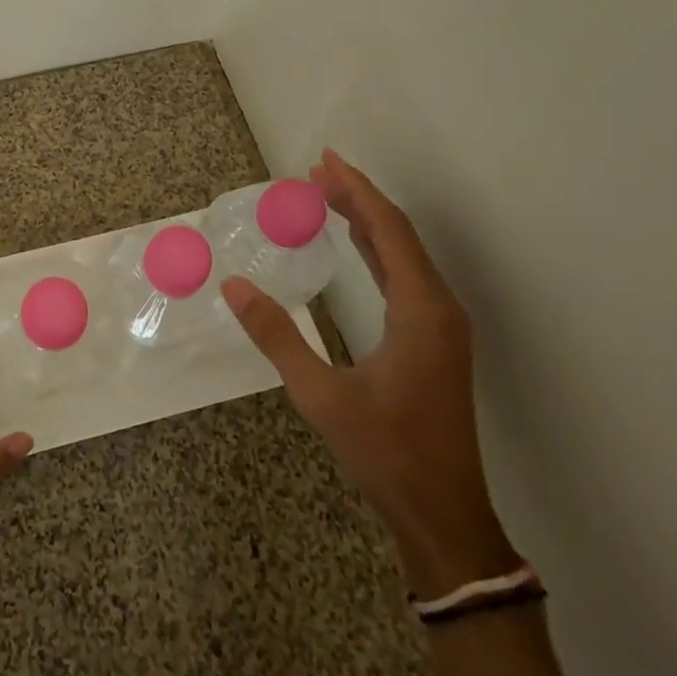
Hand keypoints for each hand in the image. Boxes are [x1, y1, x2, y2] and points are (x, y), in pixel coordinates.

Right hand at [222, 149, 516, 596]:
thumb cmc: (385, 452)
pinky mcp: (435, 341)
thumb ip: (277, 336)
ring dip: (368, 221)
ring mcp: (441, 326)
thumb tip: (233, 286)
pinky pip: (406, 276)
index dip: (356, 191)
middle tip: (316, 172)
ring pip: (404, 254)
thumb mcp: (321, 394)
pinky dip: (377, 249)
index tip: (324, 162)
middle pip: (398, 234)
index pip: (388, 231)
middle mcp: (439, 308)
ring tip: (329, 195)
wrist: (443, 513)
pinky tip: (356, 243)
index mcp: (421, 311)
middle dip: (358, 198)